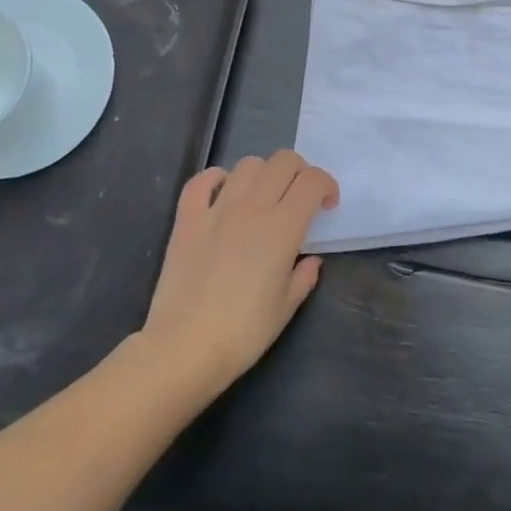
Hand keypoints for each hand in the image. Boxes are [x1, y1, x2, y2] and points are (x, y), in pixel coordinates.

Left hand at [139, 150, 337, 398]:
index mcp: (283, 227)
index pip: (313, 181)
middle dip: (300, 172)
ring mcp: (217, 210)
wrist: (184, 348)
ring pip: (248, 164)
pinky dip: (216, 179)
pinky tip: (223, 195)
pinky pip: (201, 181)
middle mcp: (252, 207)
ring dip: (263, 174)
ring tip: (263, 198)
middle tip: (299, 199)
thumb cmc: (244, 332)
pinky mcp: (187, 220)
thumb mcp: (287, 306)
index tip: (326, 207)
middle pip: (283, 162)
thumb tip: (309, 261)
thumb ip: (304, 276)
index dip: (326, 185)